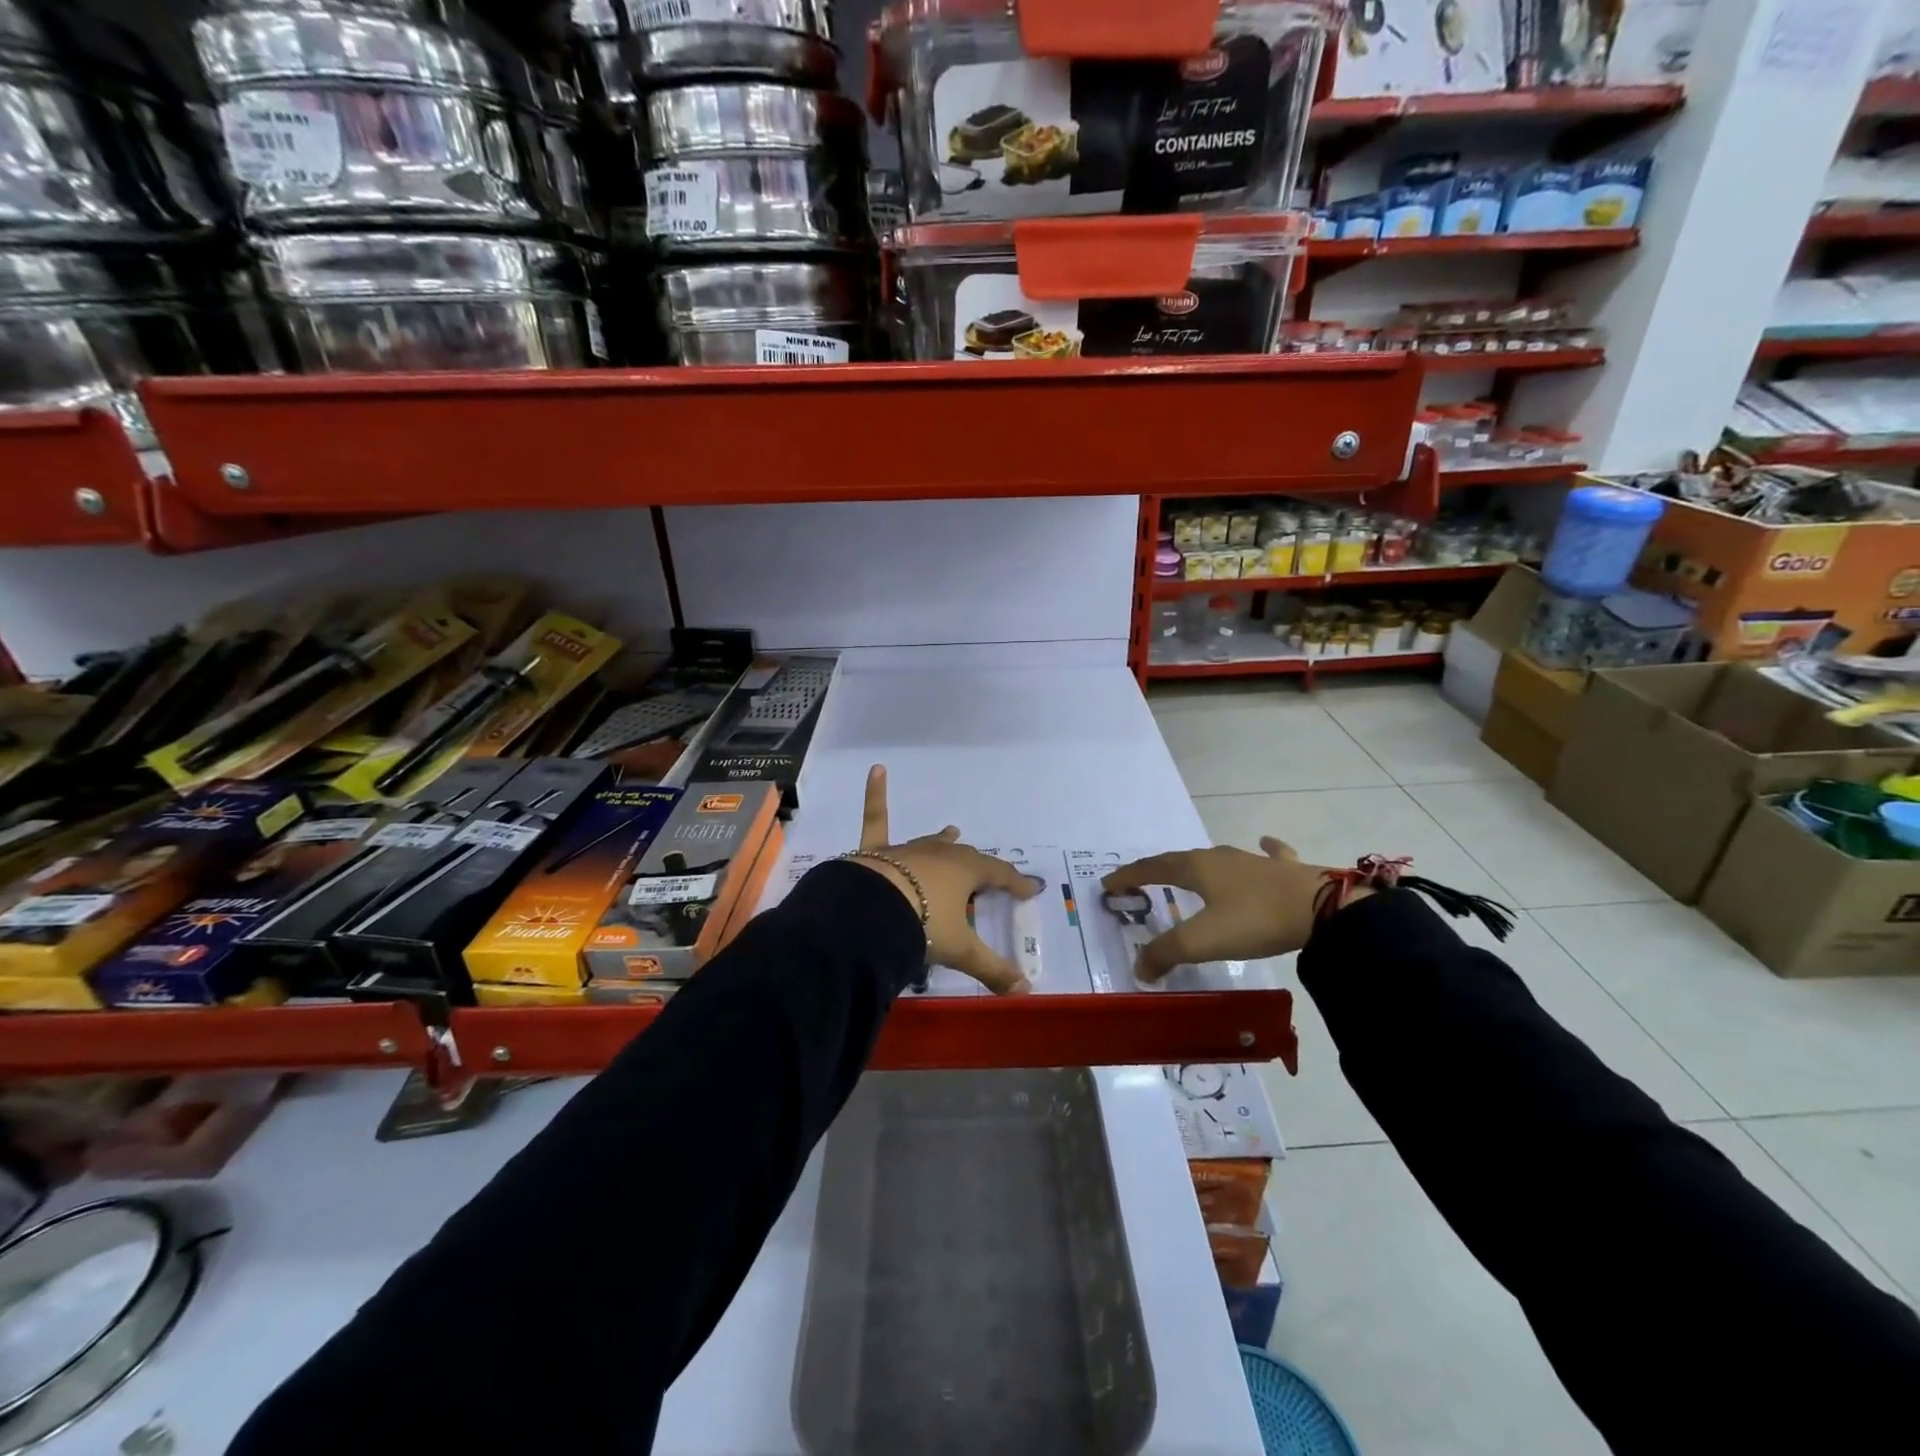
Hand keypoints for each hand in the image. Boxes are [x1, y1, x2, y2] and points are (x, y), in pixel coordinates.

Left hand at [853, 765, 1040, 995]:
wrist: (871, 912)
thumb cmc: (923, 925)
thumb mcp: (961, 950)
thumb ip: (993, 970)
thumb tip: (1026, 992)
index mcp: (966, 872)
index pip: (999, 875)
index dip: (1015, 883)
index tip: (1030, 889)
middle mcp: (940, 855)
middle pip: (966, 858)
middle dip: (980, 867)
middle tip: (989, 874)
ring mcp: (908, 850)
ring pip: (931, 842)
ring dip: (943, 840)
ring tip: (953, 830)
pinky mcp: (876, 851)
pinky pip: (876, 819)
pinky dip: (874, 794)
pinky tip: (876, 769)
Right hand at [1102, 838, 1361, 981]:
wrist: (1324, 909)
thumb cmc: (1255, 920)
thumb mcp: (1203, 941)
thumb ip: (1166, 953)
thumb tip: (1139, 968)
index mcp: (1196, 869)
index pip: (1152, 868)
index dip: (1128, 876)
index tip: (1108, 884)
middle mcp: (1220, 858)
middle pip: (1180, 860)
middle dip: (1158, 870)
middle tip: (1142, 881)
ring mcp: (1254, 860)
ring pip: (1218, 857)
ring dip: (1198, 864)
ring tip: (1189, 870)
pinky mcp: (1285, 869)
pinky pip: (1268, 854)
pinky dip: (1262, 850)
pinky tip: (1264, 843)